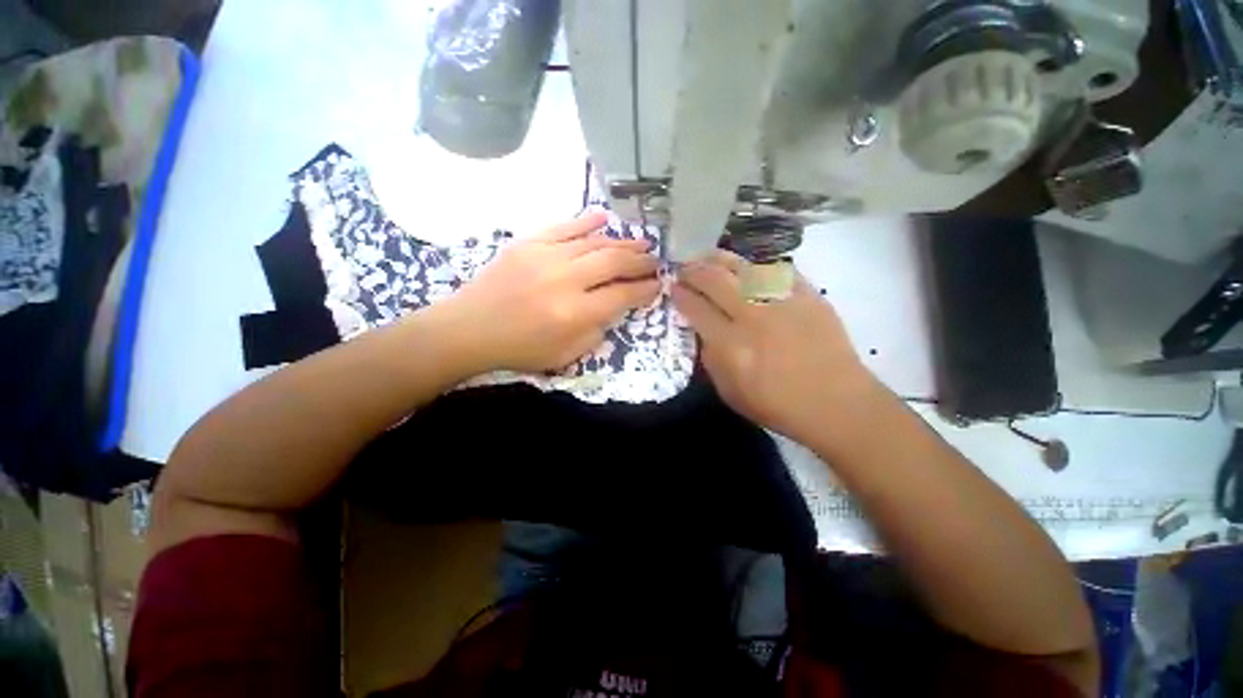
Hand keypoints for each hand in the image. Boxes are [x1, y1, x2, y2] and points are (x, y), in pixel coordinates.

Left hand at [445, 212, 659, 372]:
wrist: (470, 329)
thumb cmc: (520, 348)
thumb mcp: (566, 354)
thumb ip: (596, 332)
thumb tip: (614, 307)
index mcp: (574, 313)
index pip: (621, 295)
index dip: (644, 289)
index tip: (657, 284)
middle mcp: (565, 280)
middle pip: (613, 262)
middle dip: (640, 261)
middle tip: (655, 260)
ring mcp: (545, 257)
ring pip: (594, 242)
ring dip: (622, 241)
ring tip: (641, 241)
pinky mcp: (528, 243)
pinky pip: (564, 227)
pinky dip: (586, 221)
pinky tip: (604, 218)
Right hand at [671, 251, 880, 442]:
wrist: (836, 403)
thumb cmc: (777, 405)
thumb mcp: (729, 392)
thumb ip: (710, 359)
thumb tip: (702, 331)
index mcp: (731, 346)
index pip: (697, 309)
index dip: (680, 294)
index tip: (672, 287)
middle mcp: (754, 317)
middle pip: (715, 280)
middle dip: (693, 270)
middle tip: (683, 268)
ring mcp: (783, 302)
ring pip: (743, 267)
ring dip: (718, 259)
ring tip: (706, 257)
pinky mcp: (808, 295)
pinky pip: (776, 269)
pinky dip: (755, 265)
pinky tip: (745, 267)